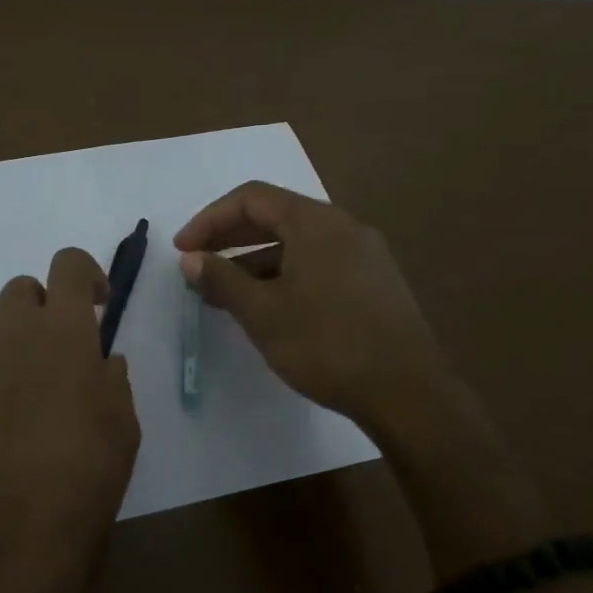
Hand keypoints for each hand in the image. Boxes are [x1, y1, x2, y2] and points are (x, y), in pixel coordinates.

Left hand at [0, 247, 140, 592]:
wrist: (8, 536)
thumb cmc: (84, 475)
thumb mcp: (122, 424)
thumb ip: (112, 379)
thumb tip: (101, 361)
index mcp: (61, 329)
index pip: (67, 264)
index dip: (86, 273)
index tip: (99, 306)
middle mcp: (12, 333)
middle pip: (23, 288)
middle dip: (47, 304)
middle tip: (69, 348)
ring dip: (23, 339)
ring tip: (43, 391)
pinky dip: (1, 373)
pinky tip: (16, 420)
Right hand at [175, 182, 453, 427]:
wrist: (409, 393)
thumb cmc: (327, 345)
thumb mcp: (263, 313)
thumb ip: (222, 279)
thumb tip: (190, 259)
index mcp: (316, 223)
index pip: (251, 198)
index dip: (210, 219)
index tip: (183, 250)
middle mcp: (343, 227)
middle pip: (275, 215)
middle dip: (230, 237)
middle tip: (197, 264)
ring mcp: (364, 254)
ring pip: (297, 243)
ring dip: (255, 260)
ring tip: (226, 292)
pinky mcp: (375, 282)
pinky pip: (318, 263)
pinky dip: (285, 274)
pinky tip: (270, 306)